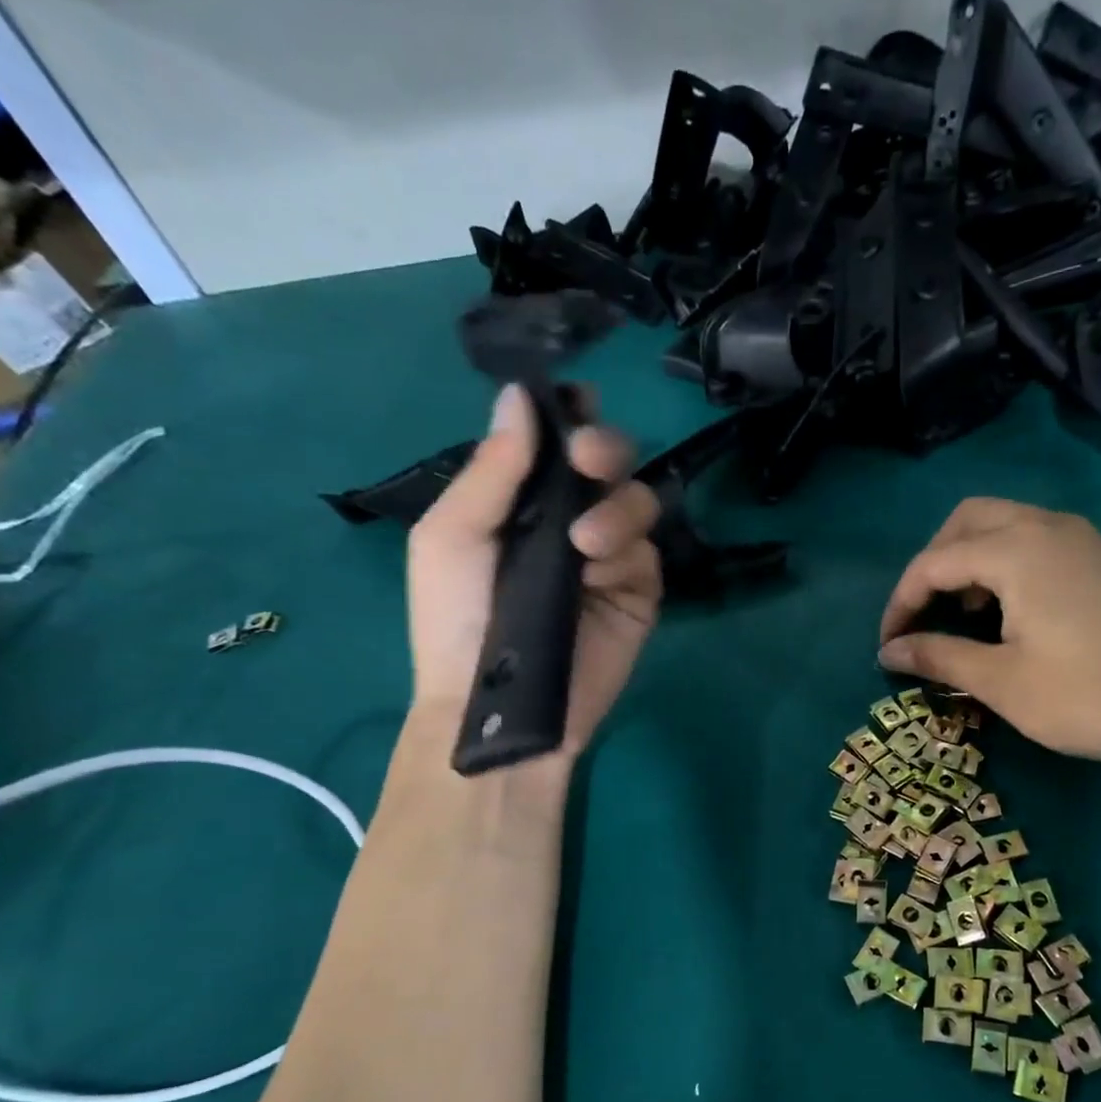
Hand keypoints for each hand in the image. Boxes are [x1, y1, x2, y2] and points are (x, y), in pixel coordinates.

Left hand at [407, 385, 660, 756]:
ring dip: (617, 509)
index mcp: (521, 500)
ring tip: (584, 545)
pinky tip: (598, 576)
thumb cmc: (456, 620)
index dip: (569, 416)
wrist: (494, 706)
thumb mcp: (452, 537)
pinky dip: (627, 555)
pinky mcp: (639, 595)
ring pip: (639, 501)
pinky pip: (649, 555)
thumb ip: (492, 471)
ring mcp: (609, 558)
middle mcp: (569, 520)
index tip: (575, 403)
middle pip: (611, 461)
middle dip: (605, 448)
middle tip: (588, 460)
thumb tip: (519, 395)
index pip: (556, 443)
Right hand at [877, 498, 1100, 780]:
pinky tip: (1002, 609)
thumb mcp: (998, 681)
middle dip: (932, 565)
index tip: (888, 645)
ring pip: (1000, 523)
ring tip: (959, 614)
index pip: (935, 561)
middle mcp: (1046, 526)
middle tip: (921, 614)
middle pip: (966, 521)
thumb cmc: (1081, 698)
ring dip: (966, 559)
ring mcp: (1077, 538)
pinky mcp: (1095, 557)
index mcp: (1018, 550)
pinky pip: (1030, 538)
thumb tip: (887, 652)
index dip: (902, 602)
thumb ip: (936, 656)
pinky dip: (1000, 561)